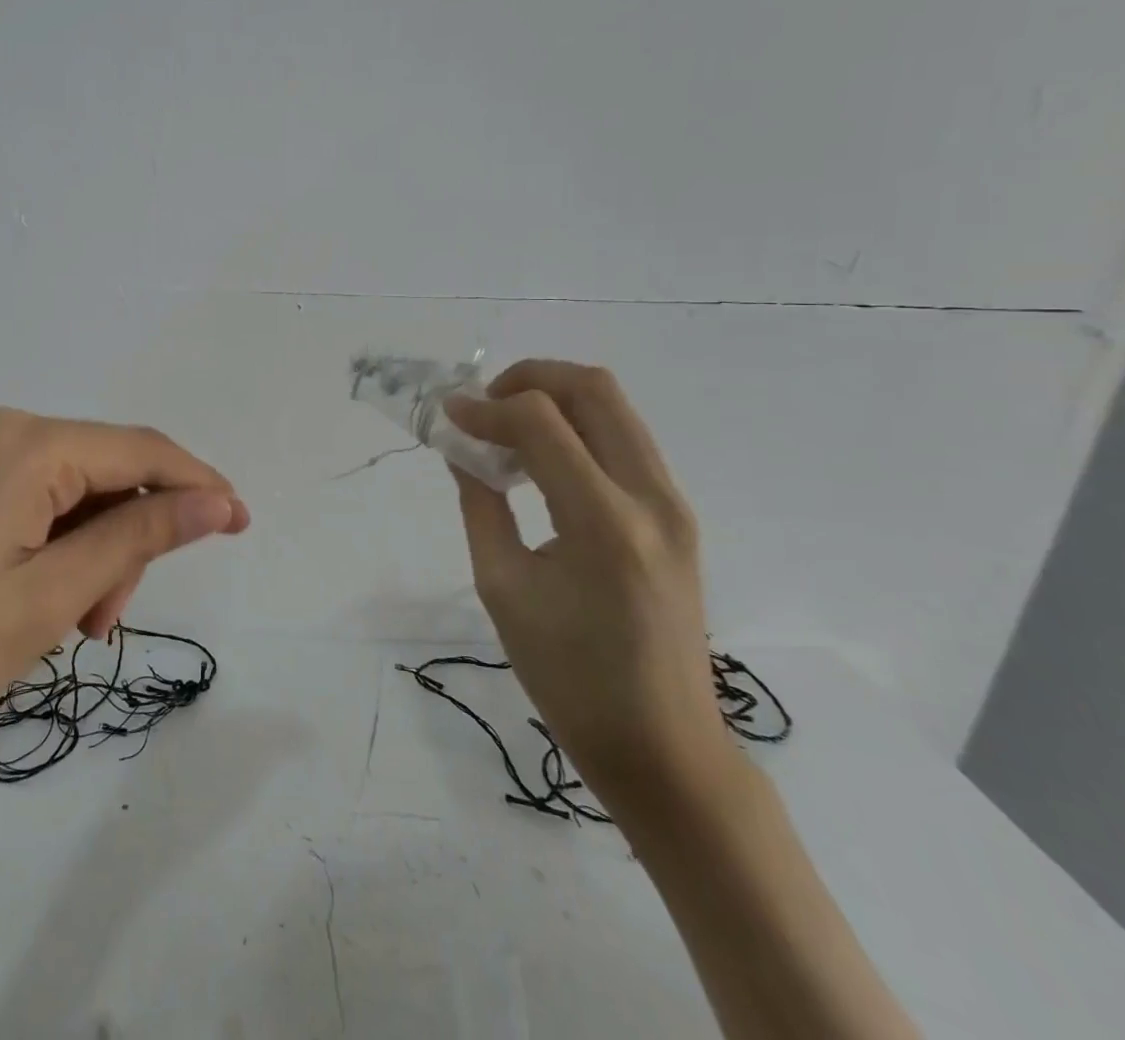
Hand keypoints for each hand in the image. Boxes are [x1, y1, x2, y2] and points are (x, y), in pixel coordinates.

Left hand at [0, 404, 248, 842]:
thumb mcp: (45, 602)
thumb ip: (138, 538)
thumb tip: (217, 501)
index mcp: (18, 441)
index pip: (138, 449)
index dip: (197, 485)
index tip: (240, 524)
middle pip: (91, 469)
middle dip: (118, 538)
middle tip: (100, 624)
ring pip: (49, 485)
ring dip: (74, 546)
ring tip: (51, 625)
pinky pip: (4, 493)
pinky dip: (32, 538)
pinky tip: (12, 596)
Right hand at [445, 361, 731, 814]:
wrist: (663, 745)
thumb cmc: (568, 678)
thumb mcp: (502, 587)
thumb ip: (480, 504)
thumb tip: (461, 448)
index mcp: (604, 525)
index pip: (542, 424)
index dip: (486, 408)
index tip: (448, 415)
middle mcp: (651, 500)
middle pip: (594, 389)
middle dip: (529, 379)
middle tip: (484, 405)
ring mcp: (674, 505)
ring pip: (615, 408)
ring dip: (554, 400)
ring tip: (505, 430)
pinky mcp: (676, 515)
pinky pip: (624, 440)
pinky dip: (576, 428)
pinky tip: (540, 460)